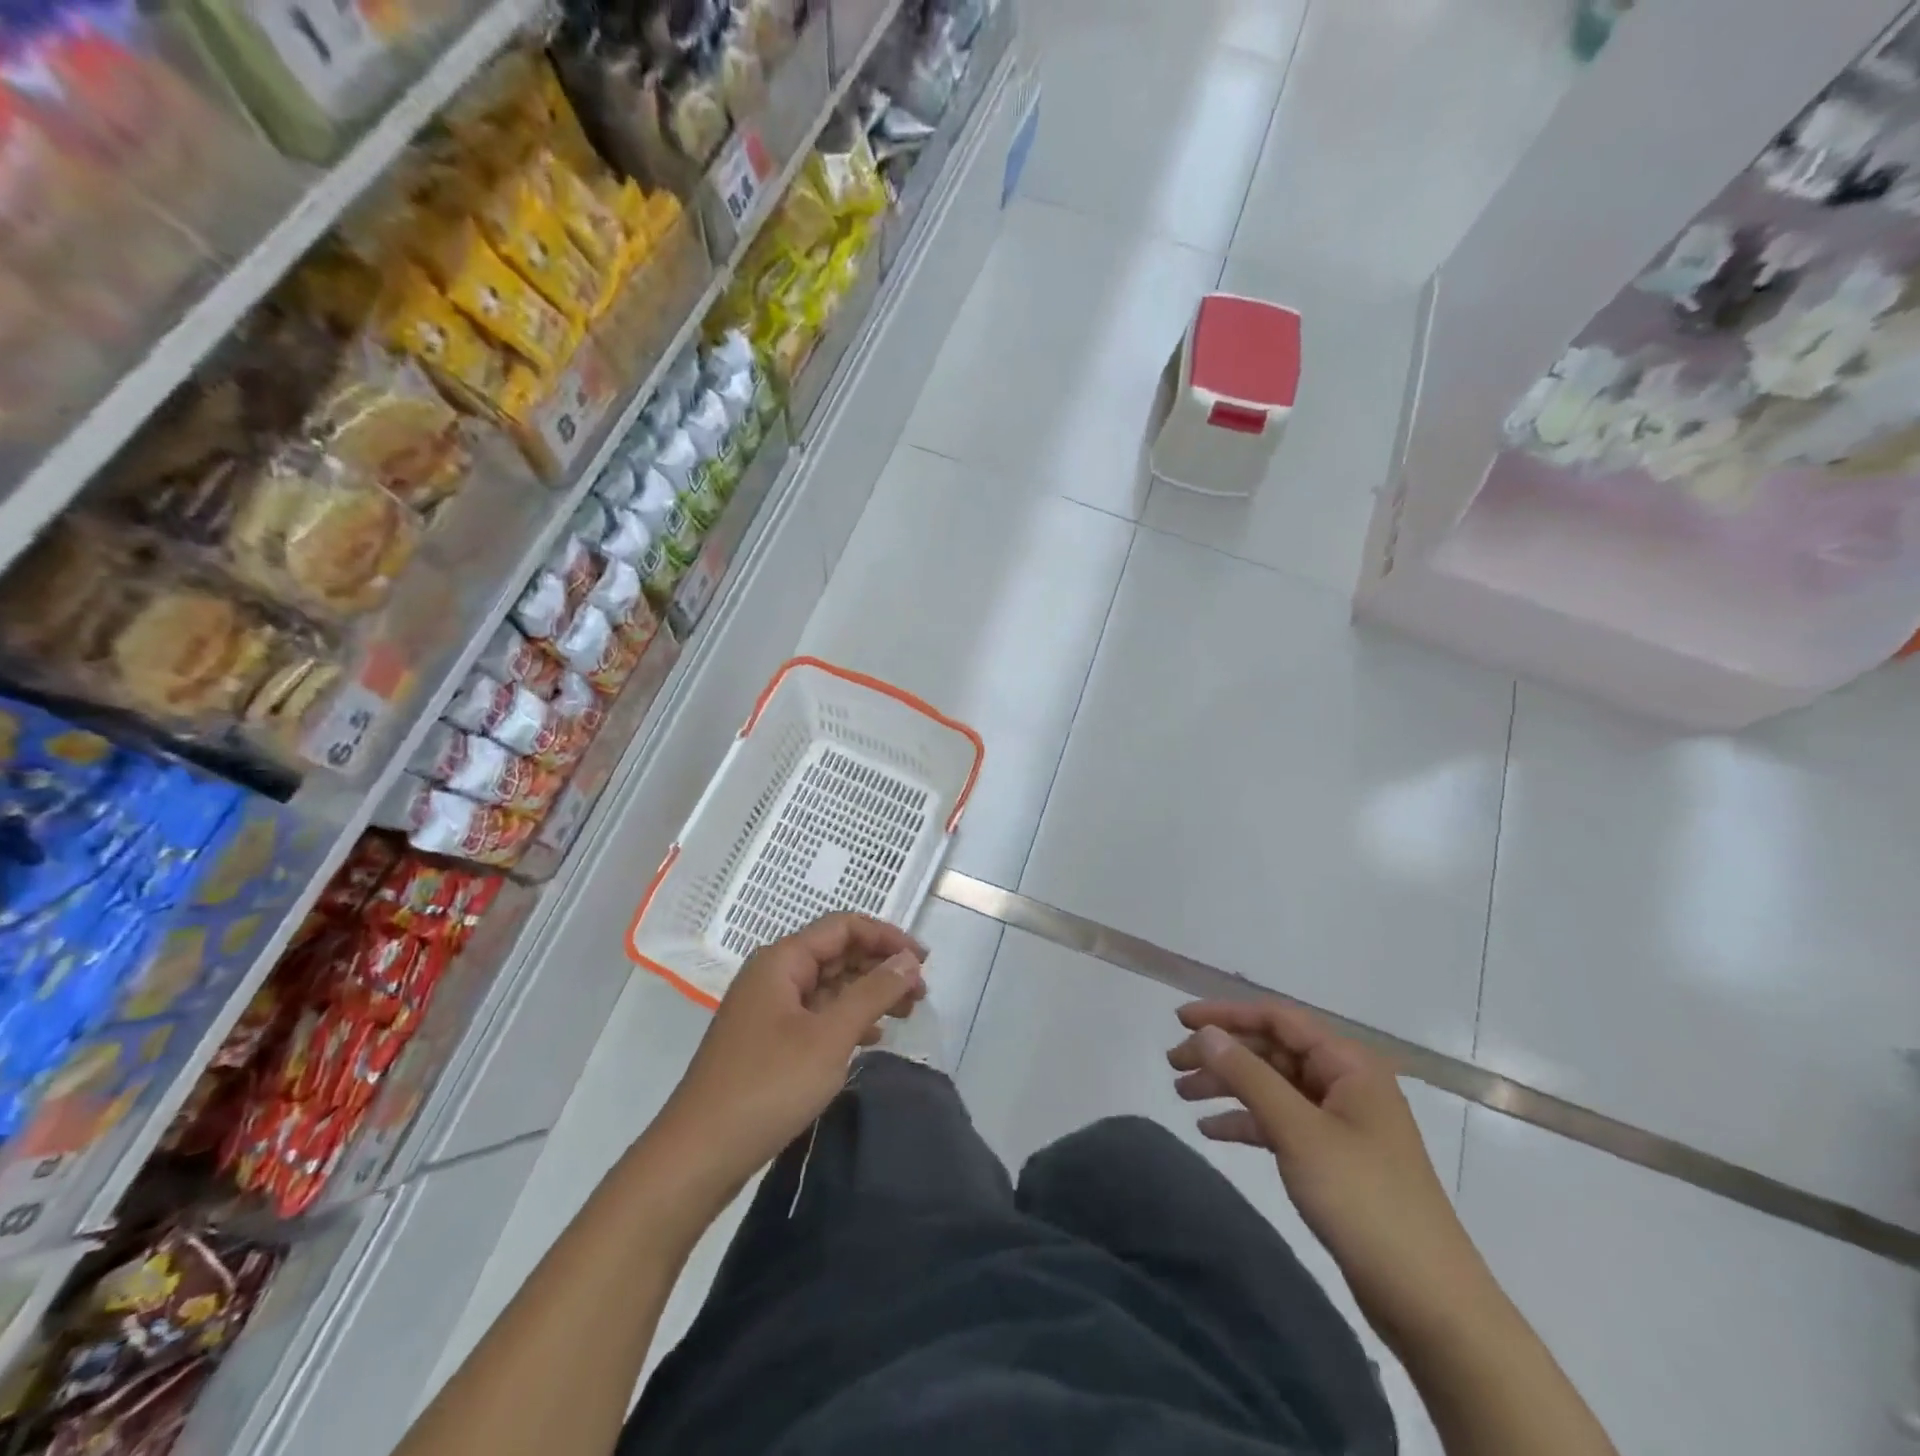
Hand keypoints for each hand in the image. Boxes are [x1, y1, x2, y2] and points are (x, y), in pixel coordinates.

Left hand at [659, 914, 925, 1194]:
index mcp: (782, 960)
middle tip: (920, 993)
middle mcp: (773, 975)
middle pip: (836, 953)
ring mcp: (768, 1010)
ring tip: (906, 1014)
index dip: (886, 937)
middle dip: (880, 967)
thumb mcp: (830, 1037)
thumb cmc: (768, 1086)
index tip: (923, 962)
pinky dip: (847, 1020)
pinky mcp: (768, 1042)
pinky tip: (872, 1040)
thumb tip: (908, 960)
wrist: (698, 1155)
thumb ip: (873, 993)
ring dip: (868, 994)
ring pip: (828, 986)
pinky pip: (816, 1015)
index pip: (843, 926)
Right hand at [1167, 1001, 1499, 1351]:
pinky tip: (1211, 1132)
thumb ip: (1249, 1076)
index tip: (1179, 1020)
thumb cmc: (1365, 1201)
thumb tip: (1205, 1032)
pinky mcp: (1334, 1158)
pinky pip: (1280, 1123)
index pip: (1277, 1019)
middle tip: (1173, 1064)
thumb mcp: (1299, 1131)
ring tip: (1182, 1094)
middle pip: (1272, 1051)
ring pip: (1272, 1087)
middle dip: (1221, 1054)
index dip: (1225, 1014)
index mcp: (1348, 1064)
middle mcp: (1345, 1083)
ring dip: (1228, 1086)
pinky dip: (1246, 1122)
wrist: (1431, 1303)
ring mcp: (1340, 1122)